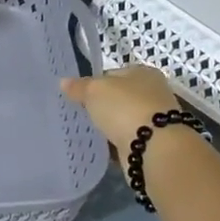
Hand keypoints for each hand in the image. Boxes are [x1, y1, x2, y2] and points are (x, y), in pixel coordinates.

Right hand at [61, 65, 190, 176]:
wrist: (154, 147)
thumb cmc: (125, 108)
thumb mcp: (95, 90)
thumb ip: (79, 87)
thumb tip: (63, 82)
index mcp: (143, 72)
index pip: (113, 74)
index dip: (95, 83)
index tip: (79, 96)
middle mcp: (153, 93)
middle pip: (120, 97)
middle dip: (103, 106)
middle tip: (82, 114)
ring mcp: (155, 119)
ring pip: (124, 119)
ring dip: (110, 126)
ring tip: (89, 132)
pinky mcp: (153, 142)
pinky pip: (128, 139)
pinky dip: (116, 143)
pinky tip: (102, 148)